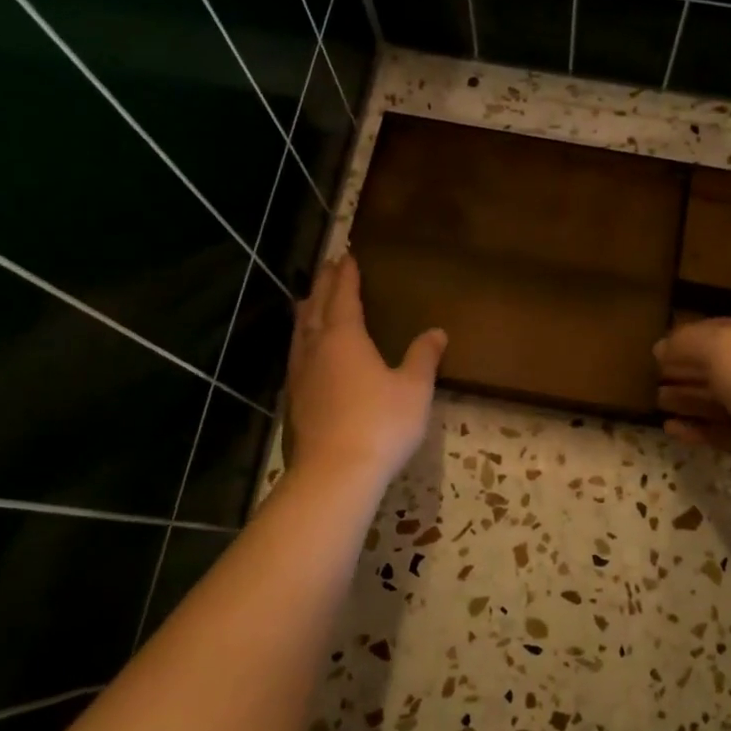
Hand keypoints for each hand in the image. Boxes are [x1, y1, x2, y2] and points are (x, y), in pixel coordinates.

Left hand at [284, 254, 446, 486]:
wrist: (333, 474)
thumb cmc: (380, 424)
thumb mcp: (414, 389)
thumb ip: (423, 357)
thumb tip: (436, 332)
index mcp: (344, 337)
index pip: (343, 295)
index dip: (346, 275)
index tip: (347, 256)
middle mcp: (315, 348)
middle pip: (315, 307)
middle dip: (322, 285)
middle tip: (328, 268)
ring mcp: (299, 375)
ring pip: (299, 332)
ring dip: (306, 311)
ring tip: (308, 301)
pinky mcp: (293, 401)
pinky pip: (296, 356)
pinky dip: (302, 341)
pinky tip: (307, 353)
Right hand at [653, 314, 730, 493]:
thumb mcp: (721, 346)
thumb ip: (686, 343)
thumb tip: (660, 348)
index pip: (716, 329)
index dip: (684, 339)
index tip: (655, 352)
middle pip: (716, 365)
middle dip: (684, 370)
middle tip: (651, 378)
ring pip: (717, 399)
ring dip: (687, 399)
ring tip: (657, 401)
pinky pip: (721, 431)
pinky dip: (697, 429)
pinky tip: (671, 429)